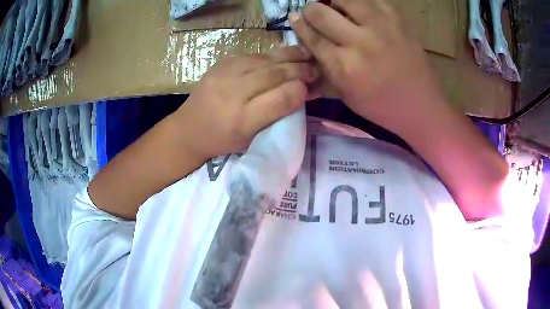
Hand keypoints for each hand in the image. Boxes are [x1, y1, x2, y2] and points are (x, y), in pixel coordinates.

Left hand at [173, 47, 318, 158]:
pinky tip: (283, 54)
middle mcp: (232, 94)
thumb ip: (275, 116)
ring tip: (306, 54)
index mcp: (241, 121)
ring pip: (265, 60)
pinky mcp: (220, 63)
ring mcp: (224, 74)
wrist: (188, 129)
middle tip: (315, 67)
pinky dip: (271, 55)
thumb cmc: (222, 140)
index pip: (280, 99)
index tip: (312, 87)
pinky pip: (252, 55)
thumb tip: (300, 92)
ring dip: (289, 56)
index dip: (300, 90)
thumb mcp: (251, 138)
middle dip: (299, 69)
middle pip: (273, 75)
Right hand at [289, 0, 441, 133]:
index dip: (299, 25)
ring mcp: (380, 26)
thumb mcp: (347, 96)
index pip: (311, 36)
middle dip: (311, 11)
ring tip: (339, 10)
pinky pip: (369, 0)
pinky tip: (362, 13)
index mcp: (344, 67)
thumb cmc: (382, 107)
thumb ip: (325, 68)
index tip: (295, 18)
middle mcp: (359, 42)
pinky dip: (360, 3)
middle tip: (316, 14)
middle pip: (320, 13)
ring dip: (335, 2)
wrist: (422, 105)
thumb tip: (307, 41)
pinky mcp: (396, 18)